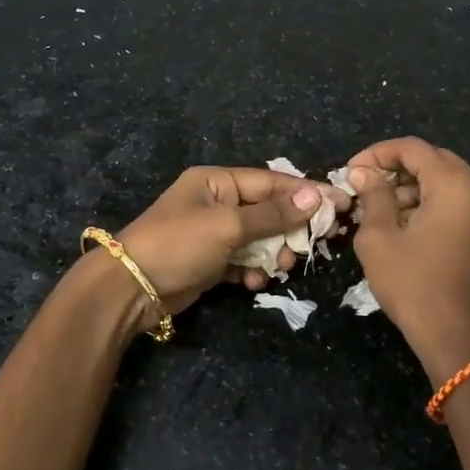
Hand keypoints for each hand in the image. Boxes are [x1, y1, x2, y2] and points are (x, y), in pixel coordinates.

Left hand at [114, 166, 348, 315]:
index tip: (337, 204)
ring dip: (272, 254)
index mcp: (216, 181)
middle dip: (288, 230)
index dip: (304, 193)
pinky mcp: (209, 261)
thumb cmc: (179, 244)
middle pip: (267, 211)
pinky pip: (242, 260)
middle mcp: (215, 202)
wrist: (131, 288)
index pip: (270, 182)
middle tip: (308, 248)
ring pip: (258, 239)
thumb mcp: (228, 225)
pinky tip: (253, 283)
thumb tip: (314, 197)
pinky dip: (252, 270)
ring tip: (279, 269)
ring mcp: (212, 233)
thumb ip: (272, 214)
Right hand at [346, 137, 469, 384]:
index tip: (350, 172)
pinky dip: (429, 205)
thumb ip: (372, 196)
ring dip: (411, 188)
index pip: (412, 148)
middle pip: (432, 161)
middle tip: (363, 188)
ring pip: (445, 182)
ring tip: (377, 211)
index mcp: (454, 185)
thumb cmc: (416, 286)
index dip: (377, 154)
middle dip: (394, 170)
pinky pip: (457, 203)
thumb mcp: (379, 239)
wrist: (463, 342)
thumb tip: (363, 172)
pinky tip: (403, 227)